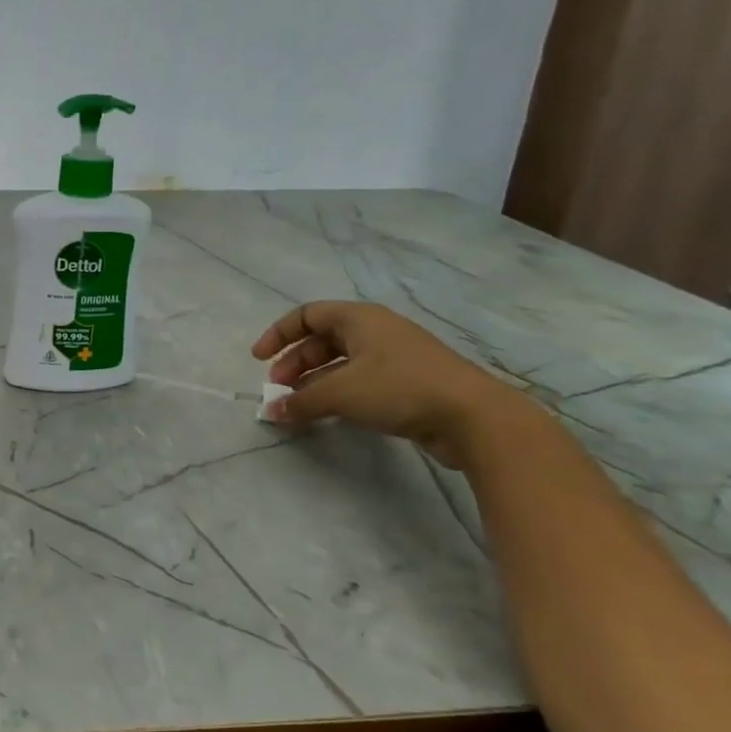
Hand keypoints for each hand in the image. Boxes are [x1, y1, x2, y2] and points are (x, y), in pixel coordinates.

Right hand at [252, 301, 530, 467]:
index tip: (258, 360)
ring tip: (297, 406)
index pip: (307, 315)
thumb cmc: (399, 388)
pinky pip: (359, 381)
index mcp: (359, 319)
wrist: (472, 417)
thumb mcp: (341, 392)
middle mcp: (375, 331)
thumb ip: (301, 401)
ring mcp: (393, 357)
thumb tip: (272, 411)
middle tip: (278, 390)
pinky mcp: (406, 383)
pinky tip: (327, 414)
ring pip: (340, 363)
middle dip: (295, 363)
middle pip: (322, 340)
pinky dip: (336, 393)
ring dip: (314, 382)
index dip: (278, 334)